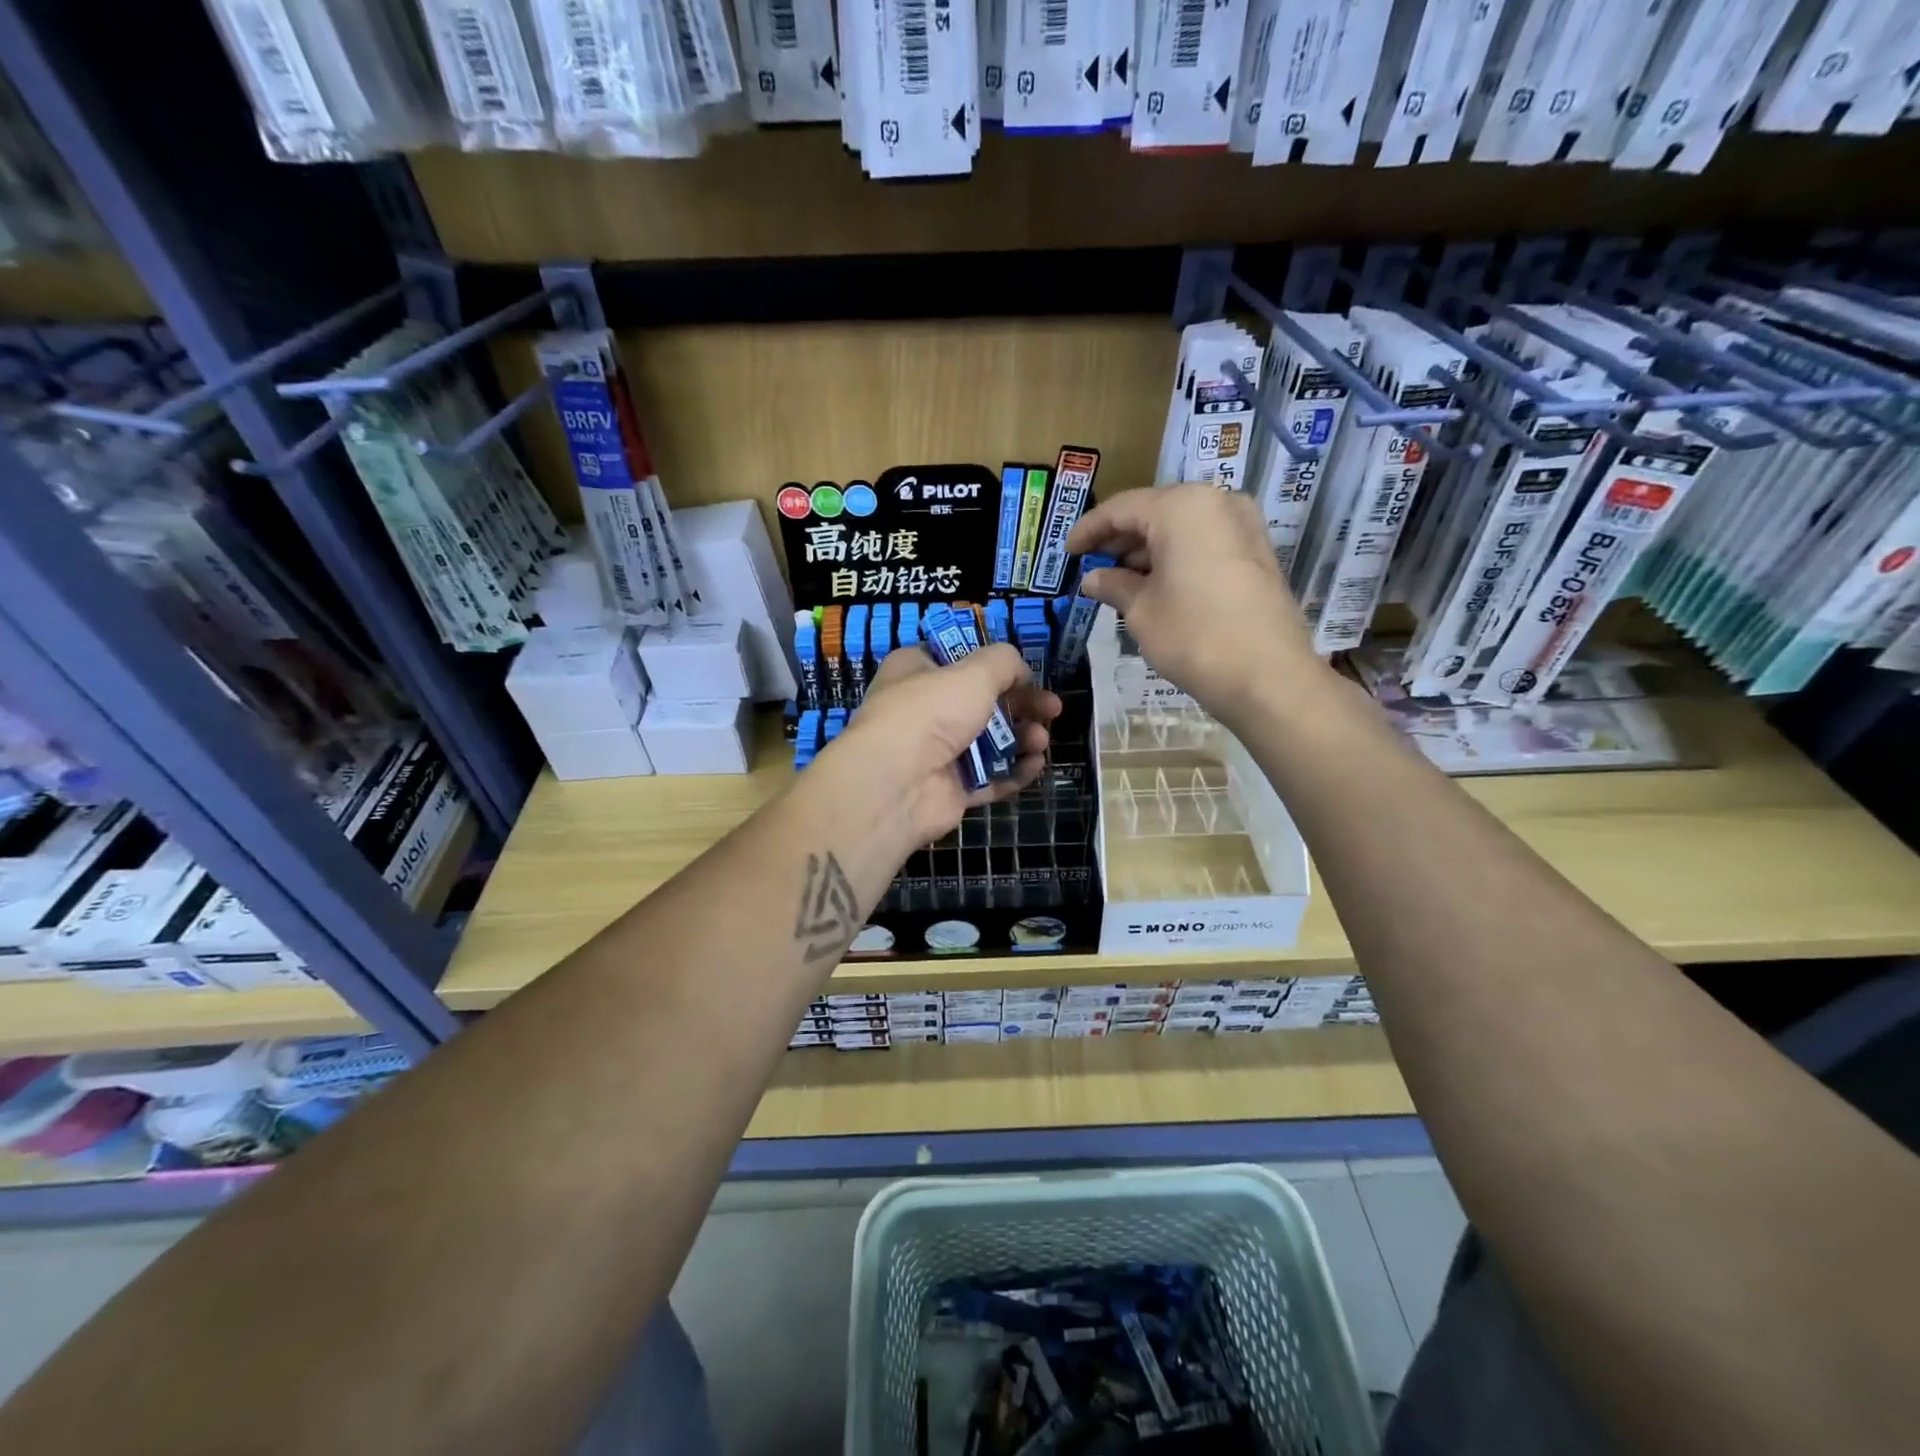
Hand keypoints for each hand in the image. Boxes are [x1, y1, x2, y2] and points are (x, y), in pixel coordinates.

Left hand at [825, 642, 1059, 847]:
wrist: (897, 783)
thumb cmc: (931, 712)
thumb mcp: (973, 672)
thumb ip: (1003, 663)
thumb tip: (1020, 670)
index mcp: (916, 672)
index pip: (958, 660)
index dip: (994, 665)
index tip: (1025, 672)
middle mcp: (924, 710)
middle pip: (982, 703)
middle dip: (1021, 705)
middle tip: (1053, 708)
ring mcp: (937, 753)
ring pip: (988, 742)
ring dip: (1021, 739)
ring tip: (1042, 740)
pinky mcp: (950, 790)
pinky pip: (989, 778)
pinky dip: (1014, 772)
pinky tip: (1036, 765)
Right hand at [1065, 484, 1330, 723]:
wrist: (1267, 676)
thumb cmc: (1193, 636)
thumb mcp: (1141, 610)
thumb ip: (1113, 585)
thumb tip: (1092, 579)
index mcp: (1181, 506)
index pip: (1121, 509)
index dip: (1088, 530)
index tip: (1067, 552)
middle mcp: (1216, 502)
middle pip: (1154, 512)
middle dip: (1120, 540)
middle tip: (1091, 567)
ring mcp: (1243, 525)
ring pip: (1181, 528)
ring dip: (1147, 550)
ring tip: (1119, 581)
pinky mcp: (1256, 551)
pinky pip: (1204, 542)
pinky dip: (1175, 557)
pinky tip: (1155, 585)